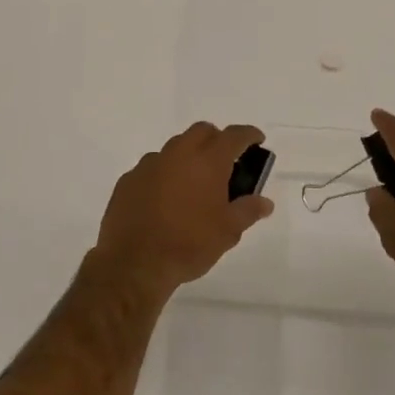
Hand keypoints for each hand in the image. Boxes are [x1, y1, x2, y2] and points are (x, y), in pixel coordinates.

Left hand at [92, 122, 273, 298]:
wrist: (135, 262)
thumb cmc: (189, 244)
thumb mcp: (228, 231)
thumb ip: (248, 210)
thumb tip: (265, 202)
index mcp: (207, 161)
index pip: (234, 136)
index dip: (248, 135)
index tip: (256, 139)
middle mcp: (178, 153)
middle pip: (201, 132)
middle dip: (217, 139)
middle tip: (225, 162)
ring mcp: (150, 164)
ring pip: (174, 147)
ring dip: (188, 156)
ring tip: (194, 184)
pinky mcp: (129, 179)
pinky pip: (152, 167)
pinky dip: (165, 174)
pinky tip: (165, 198)